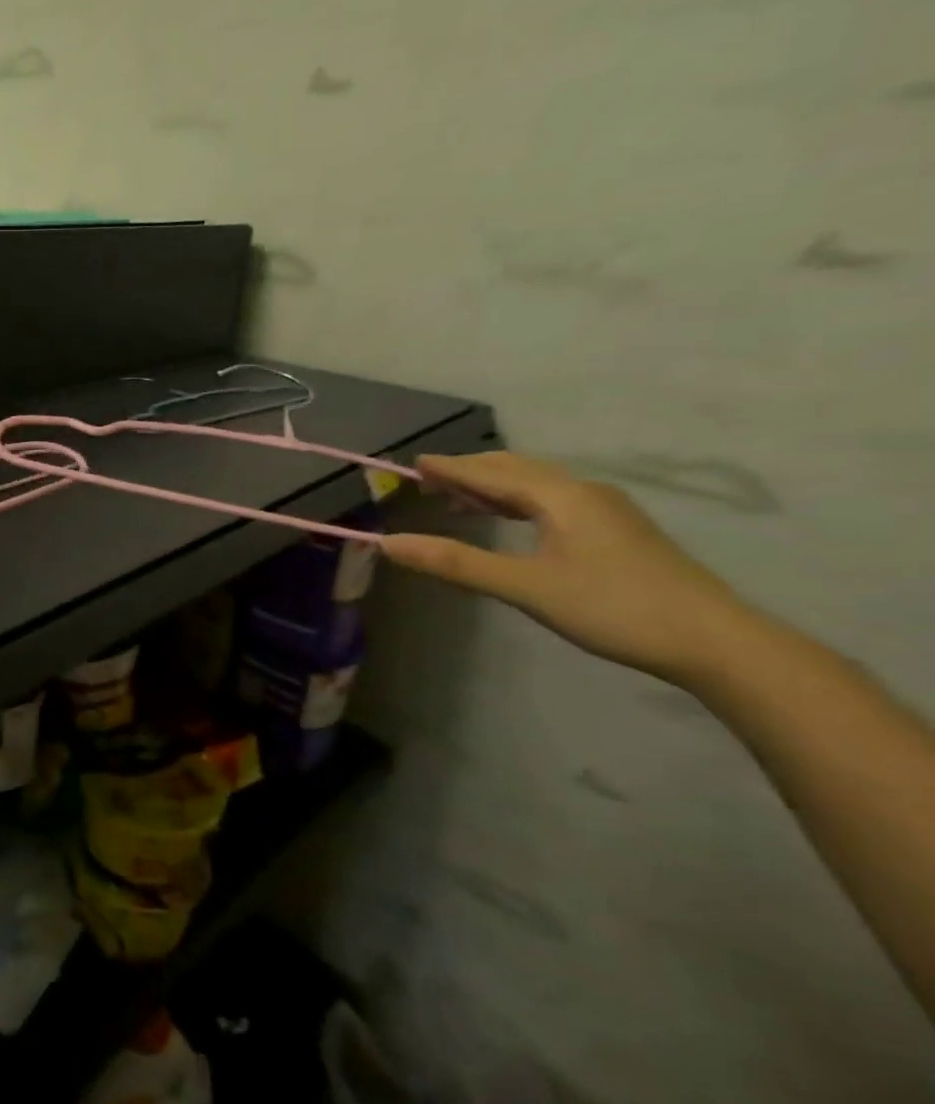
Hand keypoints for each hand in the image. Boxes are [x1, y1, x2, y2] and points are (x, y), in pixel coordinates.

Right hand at [379, 452, 750, 683]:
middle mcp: (583, 492)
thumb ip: (455, 563)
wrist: (714, 640)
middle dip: (470, 471)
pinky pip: (554, 500)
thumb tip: (389, 543)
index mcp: (560, 496)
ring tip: (458, 499)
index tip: (413, 463)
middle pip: (516, 468)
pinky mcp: (618, 530)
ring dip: (494, 486)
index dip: (450, 468)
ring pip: (537, 484)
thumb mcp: (524, 587)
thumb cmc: (612, 607)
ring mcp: (606, 510)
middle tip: (429, 480)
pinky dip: (519, 501)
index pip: (491, 473)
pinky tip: (511, 519)